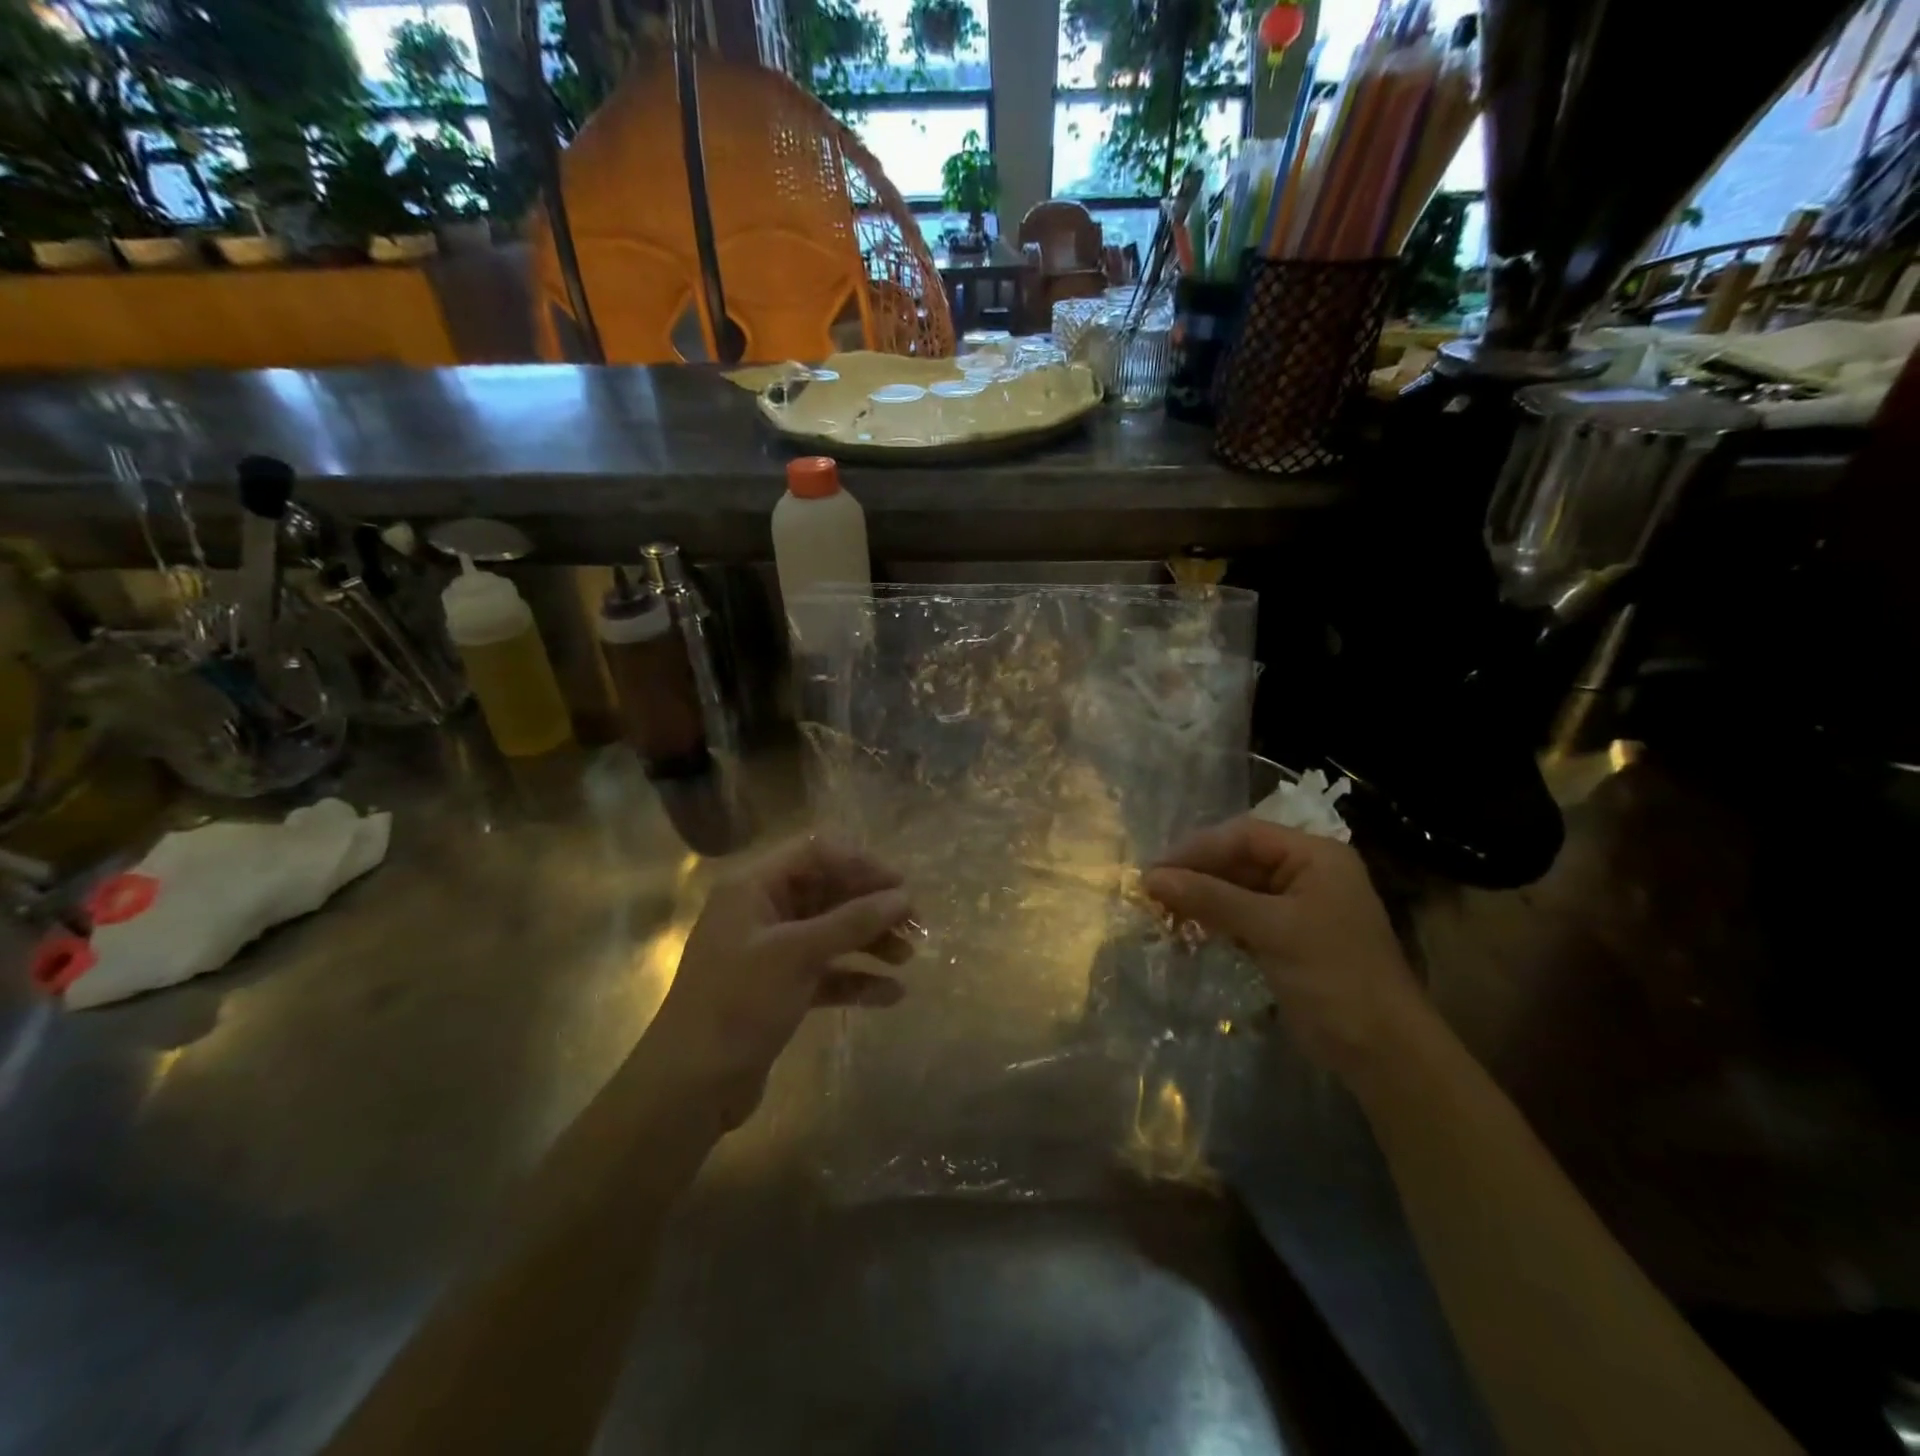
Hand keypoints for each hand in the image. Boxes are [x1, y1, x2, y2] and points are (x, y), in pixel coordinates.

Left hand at [645, 836, 914, 1126]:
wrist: (689, 1087)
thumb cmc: (738, 1004)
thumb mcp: (798, 954)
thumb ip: (852, 921)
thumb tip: (902, 896)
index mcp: (754, 888)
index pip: (816, 854)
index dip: (860, 864)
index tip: (900, 887)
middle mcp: (762, 911)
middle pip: (827, 892)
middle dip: (871, 906)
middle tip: (914, 924)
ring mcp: (770, 952)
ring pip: (830, 933)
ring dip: (869, 941)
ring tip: (907, 957)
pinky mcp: (779, 989)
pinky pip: (826, 972)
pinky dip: (855, 979)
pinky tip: (890, 995)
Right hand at [1144, 818, 1426, 1081]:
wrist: (1382, 1052)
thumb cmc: (1334, 975)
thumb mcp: (1271, 930)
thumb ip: (1211, 898)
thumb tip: (1151, 877)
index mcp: (1314, 856)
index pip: (1244, 836)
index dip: (1197, 848)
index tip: (1156, 869)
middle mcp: (1305, 873)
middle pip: (1238, 860)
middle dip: (1195, 874)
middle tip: (1151, 892)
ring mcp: (1295, 907)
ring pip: (1235, 890)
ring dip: (1200, 899)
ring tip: (1160, 912)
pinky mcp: (1284, 939)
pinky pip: (1240, 918)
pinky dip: (1212, 922)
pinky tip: (1184, 931)